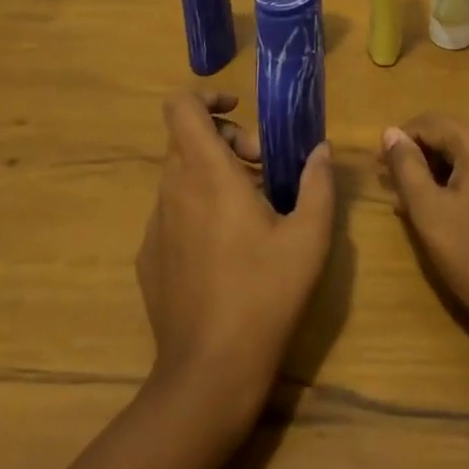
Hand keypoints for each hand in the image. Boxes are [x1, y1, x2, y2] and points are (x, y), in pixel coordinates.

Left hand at [137, 90, 335, 425]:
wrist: (209, 371)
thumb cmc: (265, 293)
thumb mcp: (309, 236)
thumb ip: (317, 183)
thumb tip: (320, 150)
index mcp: (208, 173)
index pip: (181, 107)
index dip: (207, 97)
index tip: (240, 112)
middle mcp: (172, 189)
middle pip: (188, 139)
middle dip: (228, 141)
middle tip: (266, 172)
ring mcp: (155, 225)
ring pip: (181, 176)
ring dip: (216, 176)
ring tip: (254, 212)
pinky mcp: (148, 257)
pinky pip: (173, 212)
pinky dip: (199, 210)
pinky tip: (228, 252)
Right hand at [381, 114, 468, 365]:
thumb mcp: (429, 212)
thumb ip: (406, 166)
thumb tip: (391, 132)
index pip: (432, 123)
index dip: (400, 140)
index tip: (378, 166)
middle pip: (455, 137)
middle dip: (422, 158)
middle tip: (395, 189)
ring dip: (443, 172)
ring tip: (417, 203)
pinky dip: (468, 183)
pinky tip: (452, 210)